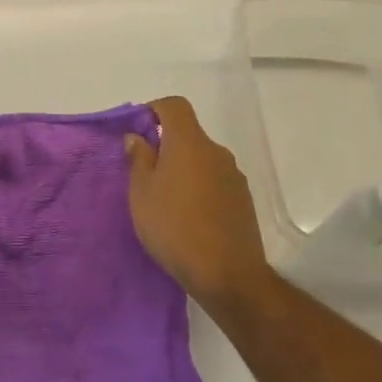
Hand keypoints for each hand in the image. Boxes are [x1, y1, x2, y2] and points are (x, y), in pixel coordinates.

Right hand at [124, 97, 271, 311]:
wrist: (227, 275)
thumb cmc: (174, 227)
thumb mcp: (142, 194)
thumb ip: (139, 159)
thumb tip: (138, 137)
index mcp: (189, 143)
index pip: (175, 106)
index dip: (155, 109)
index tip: (139, 130)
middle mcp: (216, 152)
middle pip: (189, 134)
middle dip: (166, 146)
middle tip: (145, 174)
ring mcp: (234, 176)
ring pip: (202, 160)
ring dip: (184, 169)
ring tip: (166, 201)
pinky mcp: (244, 200)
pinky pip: (215, 181)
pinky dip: (200, 188)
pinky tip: (189, 218)